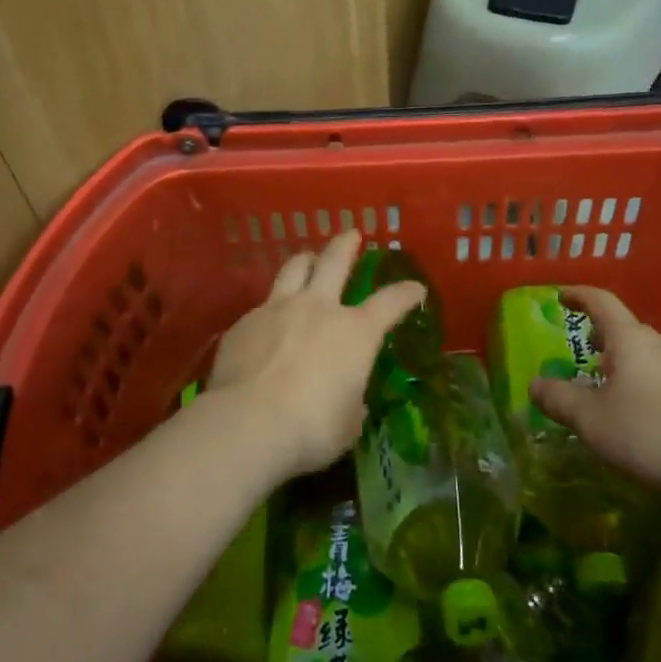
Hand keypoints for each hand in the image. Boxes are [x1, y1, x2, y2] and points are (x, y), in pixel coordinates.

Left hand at [203, 231, 426, 479]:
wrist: (248, 423)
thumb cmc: (312, 427)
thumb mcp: (347, 423)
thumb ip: (350, 402)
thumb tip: (347, 398)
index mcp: (355, 332)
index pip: (390, 302)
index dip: (406, 293)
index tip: (415, 288)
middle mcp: (318, 308)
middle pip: (335, 261)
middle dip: (346, 245)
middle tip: (352, 234)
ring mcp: (278, 309)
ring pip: (294, 268)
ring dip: (306, 260)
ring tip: (308, 259)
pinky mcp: (245, 322)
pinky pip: (262, 305)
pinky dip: (272, 308)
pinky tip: (268, 323)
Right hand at [529, 286, 660, 496]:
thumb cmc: (650, 433)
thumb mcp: (591, 420)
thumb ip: (558, 399)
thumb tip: (535, 384)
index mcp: (629, 340)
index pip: (601, 303)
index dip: (579, 296)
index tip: (562, 297)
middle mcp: (660, 345)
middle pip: (626, 329)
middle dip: (602, 337)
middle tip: (583, 353)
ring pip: (647, 354)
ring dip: (624, 362)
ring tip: (609, 388)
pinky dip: (644, 383)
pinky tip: (641, 414)